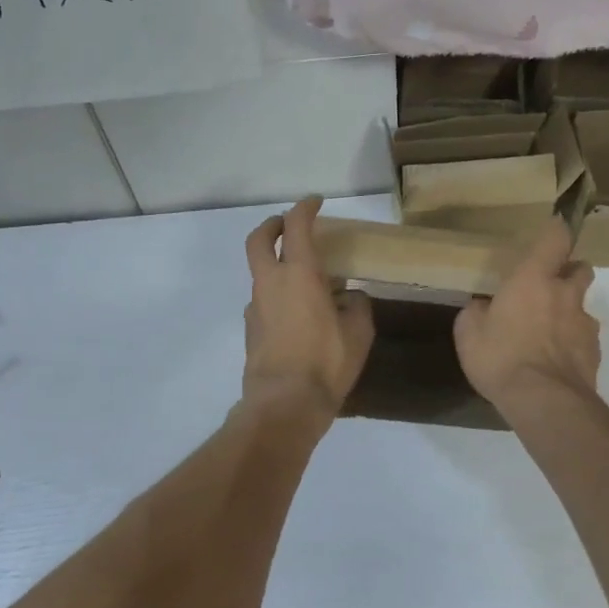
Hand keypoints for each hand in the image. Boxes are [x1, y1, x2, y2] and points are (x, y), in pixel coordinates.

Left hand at [242, 197, 373, 416]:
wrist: (283, 404)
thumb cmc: (326, 362)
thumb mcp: (358, 332)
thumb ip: (356, 306)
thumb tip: (351, 297)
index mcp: (299, 274)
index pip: (296, 226)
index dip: (305, 208)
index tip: (316, 202)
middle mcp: (271, 283)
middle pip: (259, 240)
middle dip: (272, 225)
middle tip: (288, 225)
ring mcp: (255, 307)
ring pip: (260, 273)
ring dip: (276, 265)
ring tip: (305, 280)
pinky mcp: (250, 330)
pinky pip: (263, 301)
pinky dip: (277, 296)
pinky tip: (296, 315)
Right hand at [454, 217, 599, 404]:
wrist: (545, 403)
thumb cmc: (501, 357)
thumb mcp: (468, 333)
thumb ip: (475, 313)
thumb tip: (481, 307)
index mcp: (533, 279)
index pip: (555, 239)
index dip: (556, 231)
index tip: (553, 228)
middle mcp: (565, 294)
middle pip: (581, 269)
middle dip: (570, 271)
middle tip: (549, 285)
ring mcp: (585, 325)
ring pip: (582, 308)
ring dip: (569, 313)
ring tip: (548, 334)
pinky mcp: (595, 355)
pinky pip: (584, 341)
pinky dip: (573, 345)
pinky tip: (555, 362)